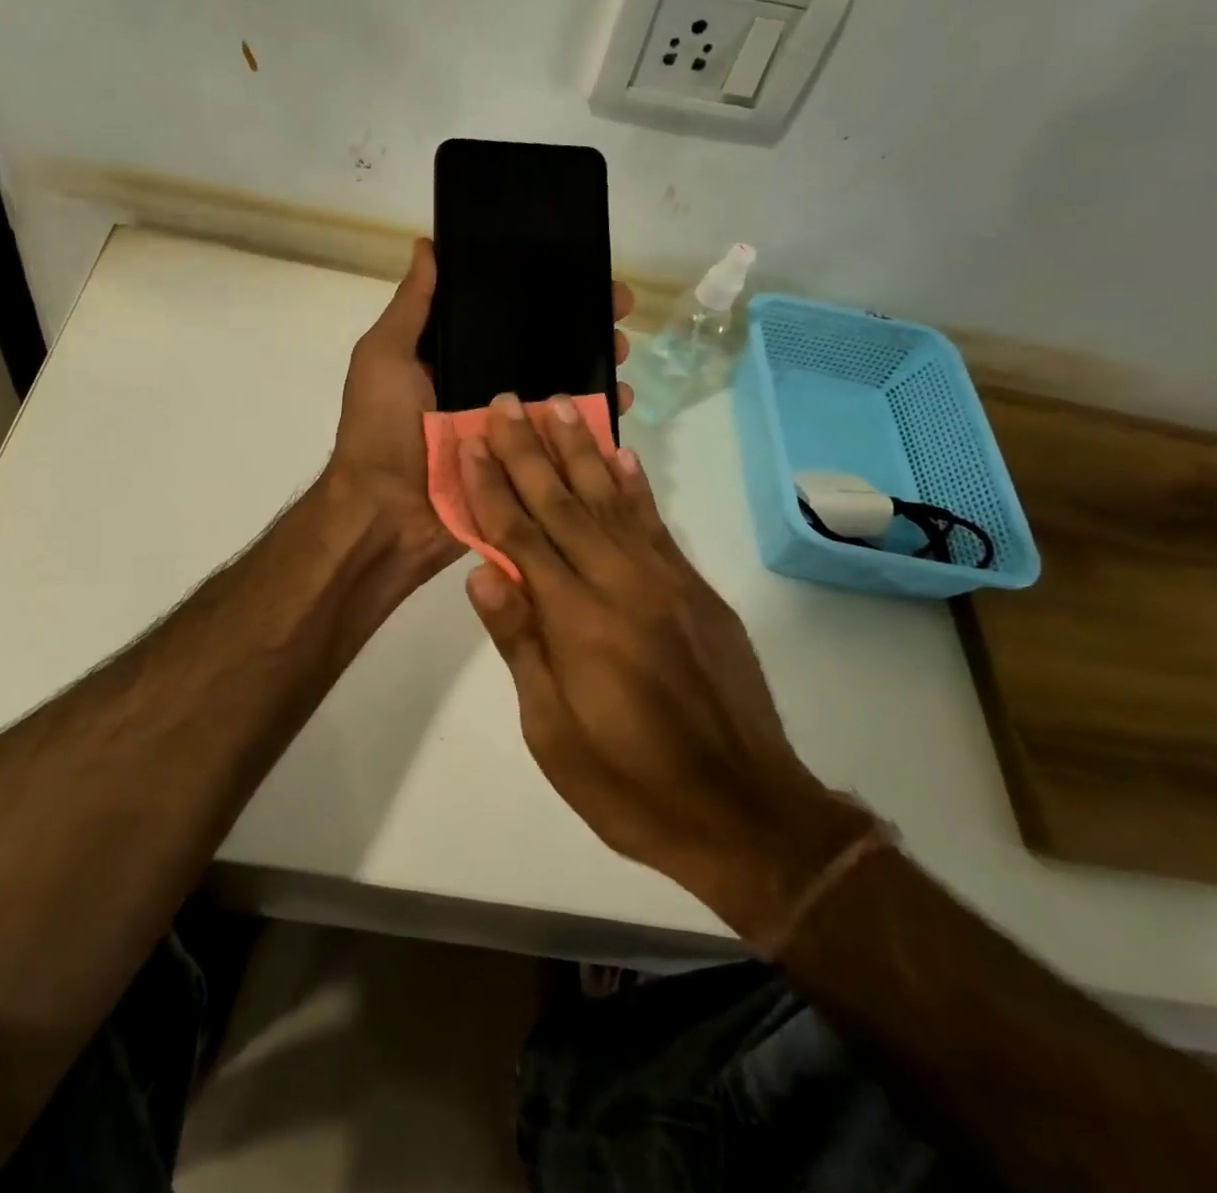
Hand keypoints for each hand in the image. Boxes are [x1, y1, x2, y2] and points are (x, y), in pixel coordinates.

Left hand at [325, 238, 634, 584]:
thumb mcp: (384, 357)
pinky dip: (595, 419)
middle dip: (582, 327)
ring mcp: (508, 428)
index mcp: (454, 360)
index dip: (541, 292)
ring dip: (596, 366)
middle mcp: (484, 388)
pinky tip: (621, 399)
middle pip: (543, 349)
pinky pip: (566, 437)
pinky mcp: (524, 464)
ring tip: (622, 350)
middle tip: (617, 311)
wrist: (387, 514)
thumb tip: (427, 246)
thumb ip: (412, 308)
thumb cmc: (381, 429)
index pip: (505, 317)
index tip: (579, 270)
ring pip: (561, 389)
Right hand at [456, 393, 871, 943]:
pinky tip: (620, 456)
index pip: (521, 538)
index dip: (491, 488)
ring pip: (611, 501)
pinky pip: (657, 525)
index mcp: (578, 623)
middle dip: (528, 451)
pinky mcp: (697, 591)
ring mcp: (667, 583)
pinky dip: (634, 486)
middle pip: (563, 505)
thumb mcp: (553, 732)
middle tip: (505, 402)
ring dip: (580, 450)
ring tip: (558, 404)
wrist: (746, 815)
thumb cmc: (630, 786)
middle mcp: (622, 586)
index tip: (471, 443)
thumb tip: (482, 573)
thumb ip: (522, 644)